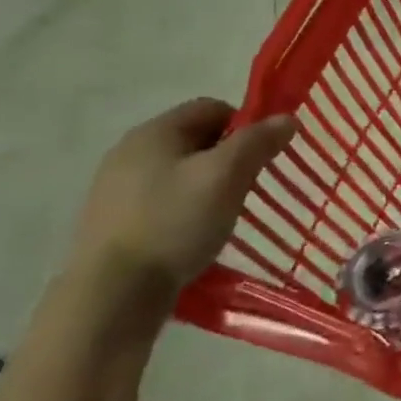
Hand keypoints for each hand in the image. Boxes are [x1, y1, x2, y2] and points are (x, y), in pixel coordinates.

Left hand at [64, 98, 295, 305]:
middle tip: (248, 187)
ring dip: (208, 185)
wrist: (112, 293)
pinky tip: (194, 234)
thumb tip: (287, 118)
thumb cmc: (175, 222)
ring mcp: (116, 188)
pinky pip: (163, 200)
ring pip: (180, 171)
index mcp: (154, 132)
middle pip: (196, 139)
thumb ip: (258, 142)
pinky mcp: (114, 221)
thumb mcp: (226, 176)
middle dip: (229, 158)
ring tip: (223, 214)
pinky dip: (186, 209)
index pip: (212, 108)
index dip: (245, 125)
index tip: (263, 157)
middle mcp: (129, 151)